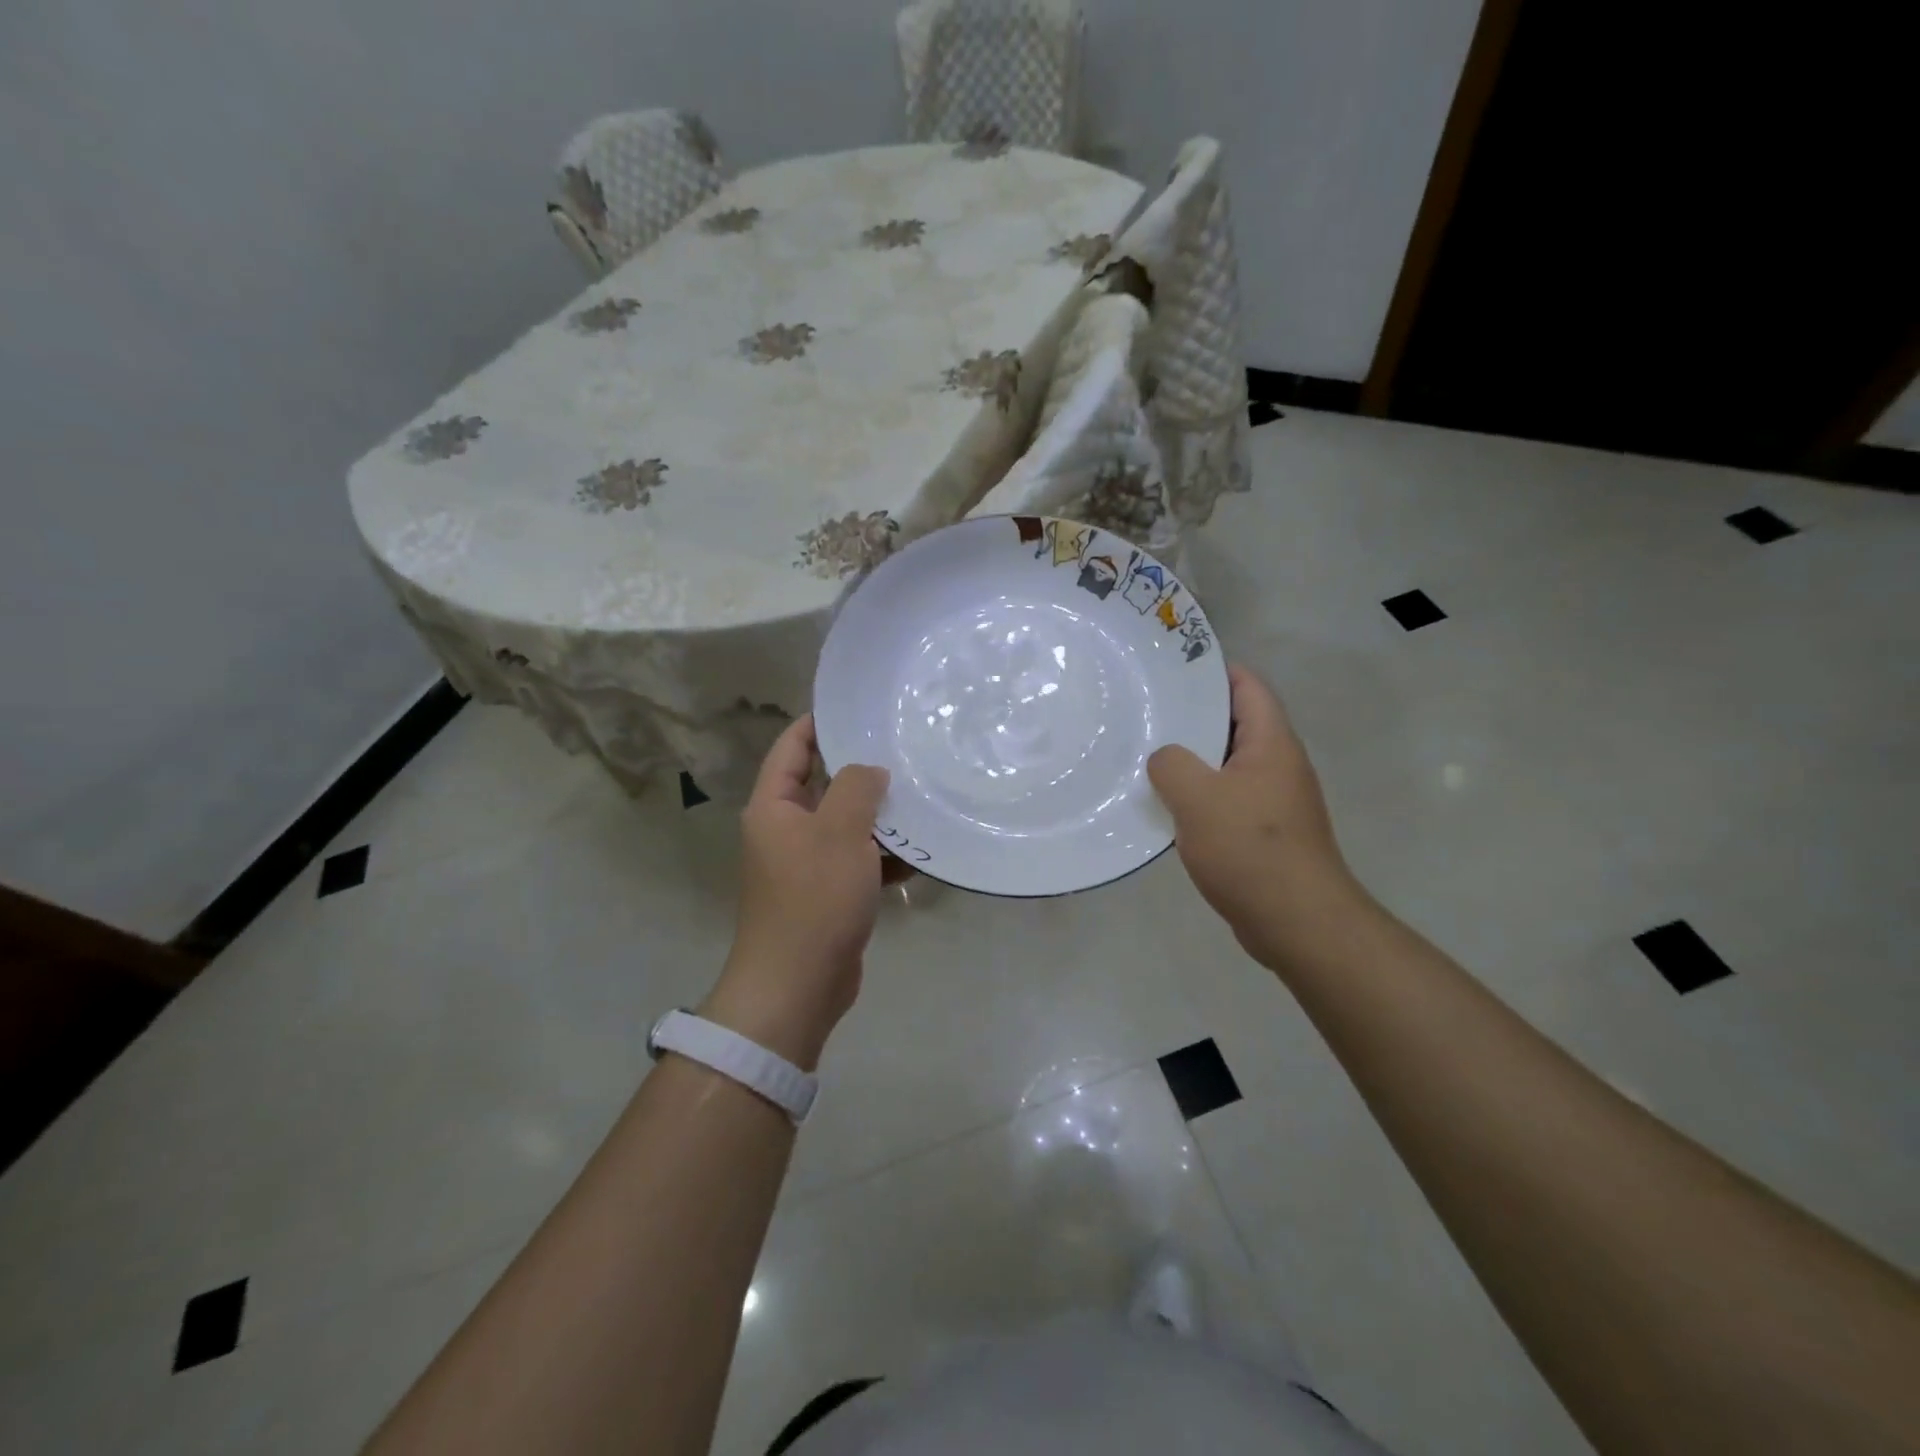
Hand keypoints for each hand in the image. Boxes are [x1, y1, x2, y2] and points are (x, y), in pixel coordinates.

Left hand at [703, 715, 889, 1069]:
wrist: (798, 985)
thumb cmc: (813, 898)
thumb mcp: (839, 832)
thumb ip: (857, 788)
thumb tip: (871, 770)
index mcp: (774, 807)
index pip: (792, 748)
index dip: (819, 723)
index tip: (858, 708)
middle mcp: (786, 830)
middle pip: (824, 786)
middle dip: (863, 772)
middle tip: (905, 750)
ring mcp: (807, 864)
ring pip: (847, 826)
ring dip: (880, 817)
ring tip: (923, 797)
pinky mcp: (828, 894)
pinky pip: (858, 862)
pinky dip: (884, 857)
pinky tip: (920, 853)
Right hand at [1147, 665, 1362, 970]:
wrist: (1298, 922)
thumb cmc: (1250, 848)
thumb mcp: (1198, 797)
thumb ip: (1171, 764)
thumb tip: (1165, 759)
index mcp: (1271, 743)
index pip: (1247, 686)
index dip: (1213, 671)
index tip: (1170, 669)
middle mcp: (1278, 764)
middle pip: (1235, 723)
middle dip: (1193, 716)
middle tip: (1146, 712)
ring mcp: (1274, 799)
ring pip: (1227, 764)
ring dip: (1192, 760)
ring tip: (1147, 755)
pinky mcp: (1265, 831)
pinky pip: (1227, 798)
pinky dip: (1199, 795)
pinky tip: (1167, 806)